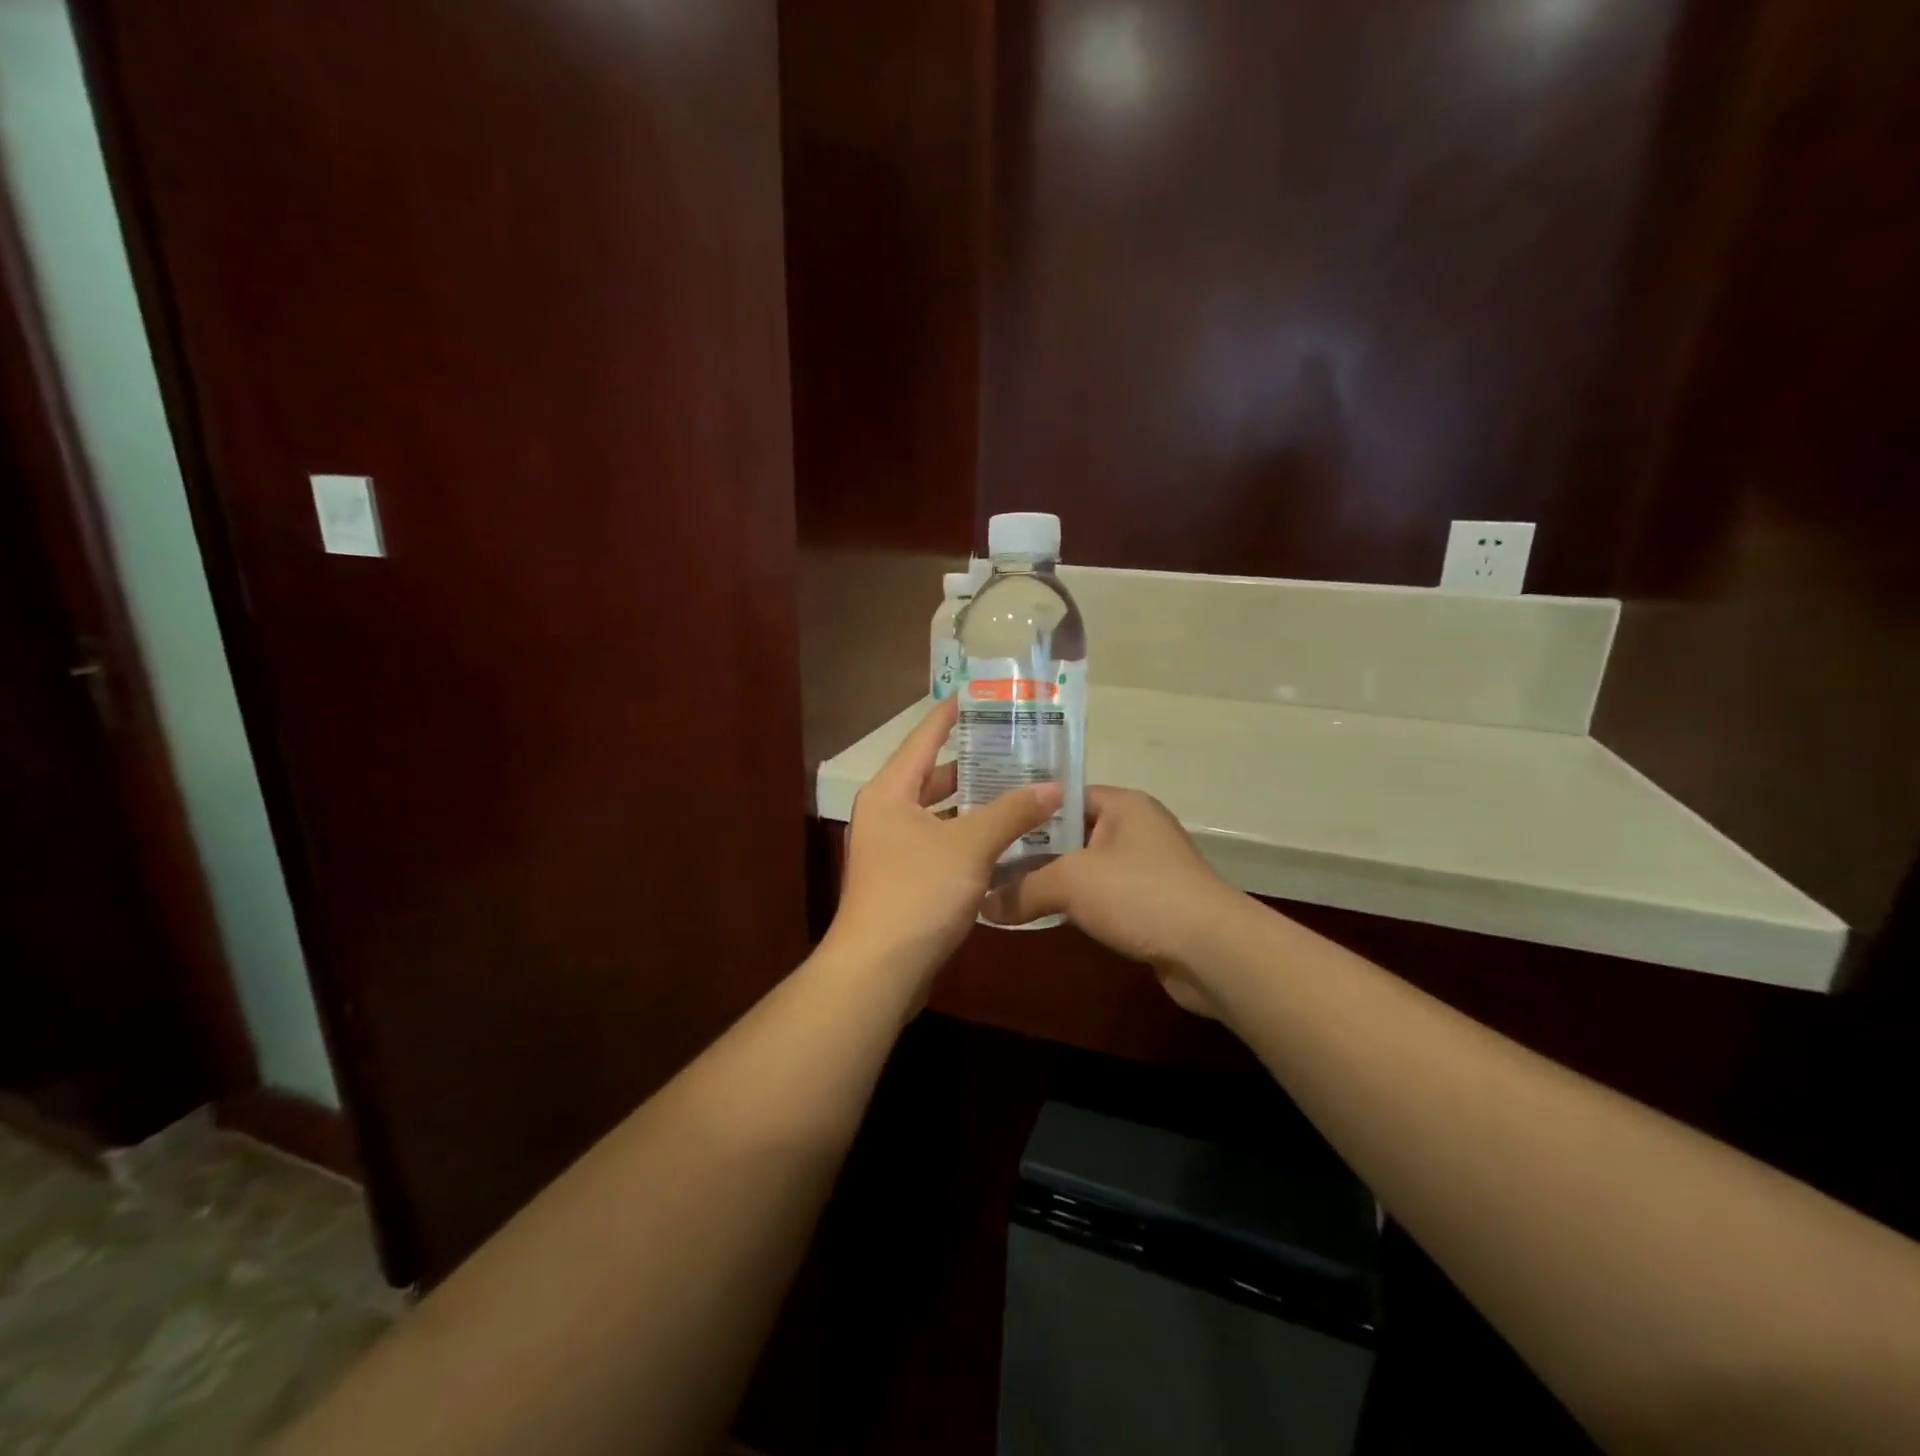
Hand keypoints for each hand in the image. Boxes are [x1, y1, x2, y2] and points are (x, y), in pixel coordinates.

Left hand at [826, 699, 1060, 993]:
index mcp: (891, 791)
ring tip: (1022, 791)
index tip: (981, 697)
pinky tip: (1007, 841)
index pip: (924, 737)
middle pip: (934, 776)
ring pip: (941, 814)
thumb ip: (1012, 812)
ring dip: (976, 806)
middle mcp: (887, 812)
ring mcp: (893, 848)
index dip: (952, 715)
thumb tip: (1054, 787)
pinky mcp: (905, 879)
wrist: (879, 970)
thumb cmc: (919, 892)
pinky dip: (970, 839)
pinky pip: (942, 844)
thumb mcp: (970, 846)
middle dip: (975, 764)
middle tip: (1018, 750)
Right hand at [996, 787, 1246, 1017]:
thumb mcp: (1071, 883)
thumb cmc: (1139, 894)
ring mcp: (1144, 868)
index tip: (989, 824)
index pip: (1063, 795)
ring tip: (1003, 889)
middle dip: (1031, 850)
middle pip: (1070, 833)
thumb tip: (982, 906)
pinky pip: (1100, 896)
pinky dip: (1073, 905)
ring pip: (1083, 868)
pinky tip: (1041, 916)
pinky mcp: (1149, 904)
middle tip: (987, 860)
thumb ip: (1022, 889)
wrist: (1211, 951)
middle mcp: (1135, 828)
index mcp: (1122, 805)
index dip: (1026, 809)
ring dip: (1050, 881)